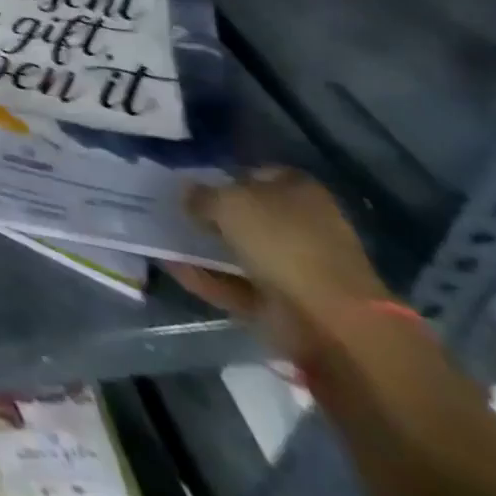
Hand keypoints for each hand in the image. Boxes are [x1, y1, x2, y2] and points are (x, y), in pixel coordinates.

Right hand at [165, 168, 390, 361]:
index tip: (192, 181)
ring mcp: (295, 267)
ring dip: (207, 248)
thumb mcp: (228, 203)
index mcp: (298, 190)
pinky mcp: (284, 303)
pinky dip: (209, 278)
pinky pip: (237, 284)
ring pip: (242, 250)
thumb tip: (187, 194)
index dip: (225, 175)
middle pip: (250, 214)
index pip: (257, 173)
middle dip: (214, 213)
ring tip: (165, 238)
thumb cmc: (282, 242)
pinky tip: (173, 268)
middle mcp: (302, 225)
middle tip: (175, 209)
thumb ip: (201, 195)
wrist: (330, 322)